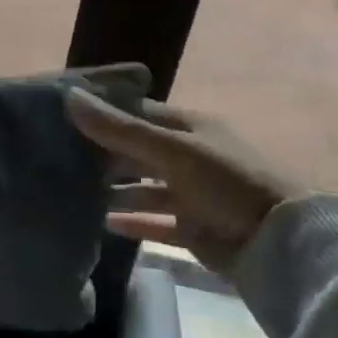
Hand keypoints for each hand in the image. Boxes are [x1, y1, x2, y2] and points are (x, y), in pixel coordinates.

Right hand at [67, 91, 304, 279]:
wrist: (280, 241)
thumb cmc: (226, 182)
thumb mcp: (172, 150)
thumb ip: (120, 129)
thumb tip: (68, 97)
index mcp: (187, 128)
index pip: (136, 112)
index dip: (102, 111)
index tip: (60, 114)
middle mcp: (187, 156)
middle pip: (136, 151)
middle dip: (101, 154)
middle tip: (56, 157)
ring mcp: (190, 194)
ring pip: (143, 188)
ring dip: (114, 190)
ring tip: (73, 193)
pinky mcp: (192, 228)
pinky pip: (154, 222)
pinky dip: (132, 222)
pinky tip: (103, 223)